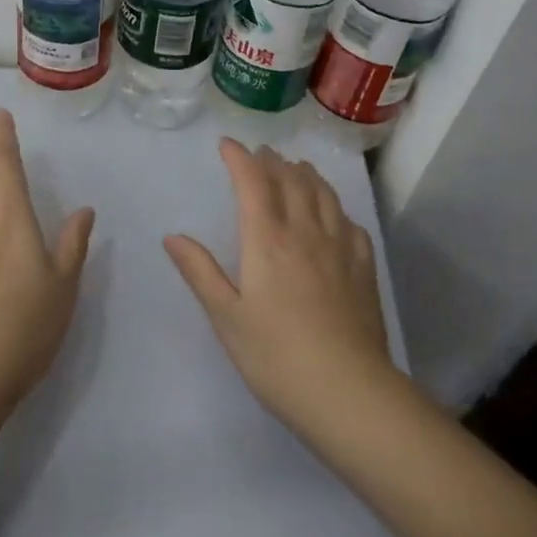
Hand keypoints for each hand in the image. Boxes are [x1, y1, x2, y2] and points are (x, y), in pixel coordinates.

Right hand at [164, 139, 395, 430]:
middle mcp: (305, 232)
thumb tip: (172, 236)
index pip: (253, 182)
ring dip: (306, 175)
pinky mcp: (363, 267)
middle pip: (292, 180)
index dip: (239, 158)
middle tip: (261, 153)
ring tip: (296, 168)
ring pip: (324, 194)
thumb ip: (200, 272)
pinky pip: (349, 222)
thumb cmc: (276, 356)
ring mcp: (340, 247)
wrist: (348, 391)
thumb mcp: (226, 317)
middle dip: (273, 161)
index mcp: (267, 240)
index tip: (227, 145)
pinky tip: (334, 215)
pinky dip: (335, 207)